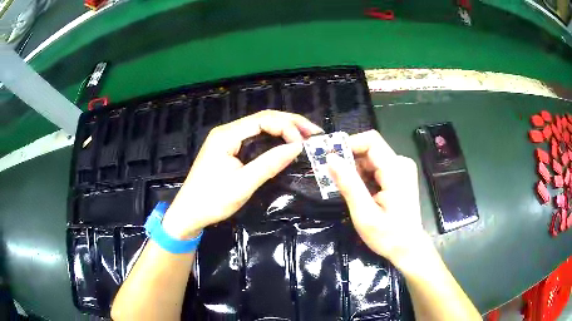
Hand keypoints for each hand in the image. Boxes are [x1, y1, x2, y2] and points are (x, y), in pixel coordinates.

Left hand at [161, 111, 322, 238]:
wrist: (188, 213)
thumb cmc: (211, 200)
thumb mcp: (242, 184)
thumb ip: (269, 164)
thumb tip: (297, 147)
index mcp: (227, 135)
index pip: (263, 119)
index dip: (287, 127)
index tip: (303, 144)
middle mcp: (227, 131)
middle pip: (263, 119)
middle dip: (290, 123)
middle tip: (314, 133)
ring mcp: (227, 139)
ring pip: (260, 127)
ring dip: (284, 129)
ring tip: (306, 136)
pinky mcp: (229, 149)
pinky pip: (255, 138)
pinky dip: (274, 139)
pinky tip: (286, 143)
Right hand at [326, 130, 429, 267]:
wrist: (408, 248)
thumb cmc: (388, 236)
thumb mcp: (364, 214)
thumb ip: (349, 184)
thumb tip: (330, 158)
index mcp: (396, 170)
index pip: (370, 141)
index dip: (348, 145)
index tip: (330, 161)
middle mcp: (401, 163)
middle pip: (369, 149)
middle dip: (349, 161)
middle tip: (334, 181)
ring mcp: (401, 169)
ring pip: (370, 158)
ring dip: (354, 171)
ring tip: (347, 191)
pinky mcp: (399, 175)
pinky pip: (375, 167)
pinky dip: (363, 176)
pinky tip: (360, 193)